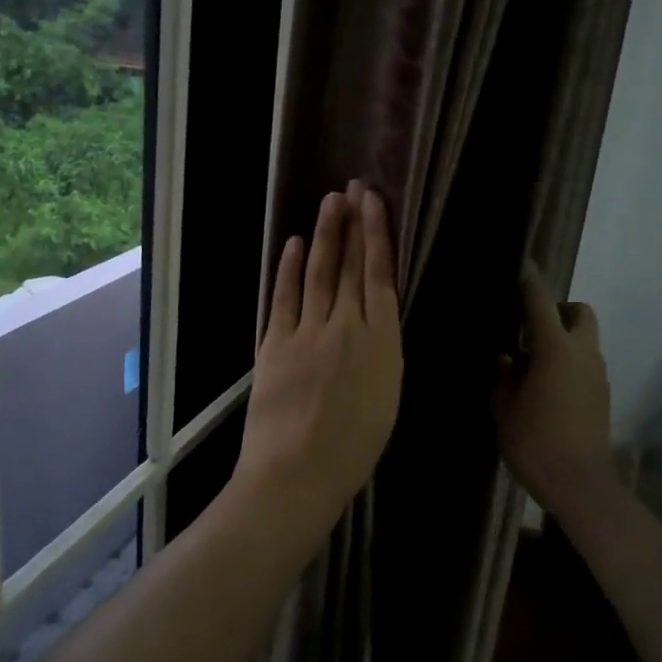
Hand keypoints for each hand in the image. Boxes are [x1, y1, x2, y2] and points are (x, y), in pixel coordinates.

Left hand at [236, 182, 403, 525]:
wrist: (296, 473)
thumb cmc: (353, 450)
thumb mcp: (386, 400)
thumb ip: (381, 354)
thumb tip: (374, 323)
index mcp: (381, 344)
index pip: (379, 276)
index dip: (377, 236)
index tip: (374, 204)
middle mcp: (345, 327)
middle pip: (348, 266)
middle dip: (351, 224)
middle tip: (352, 188)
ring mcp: (306, 332)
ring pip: (317, 273)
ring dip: (323, 236)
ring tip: (330, 203)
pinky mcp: (274, 343)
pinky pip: (283, 297)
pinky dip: (287, 269)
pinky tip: (292, 244)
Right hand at [494, 265, 615, 521]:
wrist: (579, 484)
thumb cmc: (534, 441)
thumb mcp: (503, 407)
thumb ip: (503, 376)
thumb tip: (505, 359)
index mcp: (554, 349)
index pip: (541, 300)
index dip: (528, 281)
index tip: (519, 267)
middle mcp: (582, 353)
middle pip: (579, 312)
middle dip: (558, 310)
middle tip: (530, 329)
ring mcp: (597, 374)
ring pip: (585, 338)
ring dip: (563, 338)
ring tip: (533, 361)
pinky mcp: (603, 394)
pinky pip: (586, 362)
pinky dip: (569, 361)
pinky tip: (547, 385)